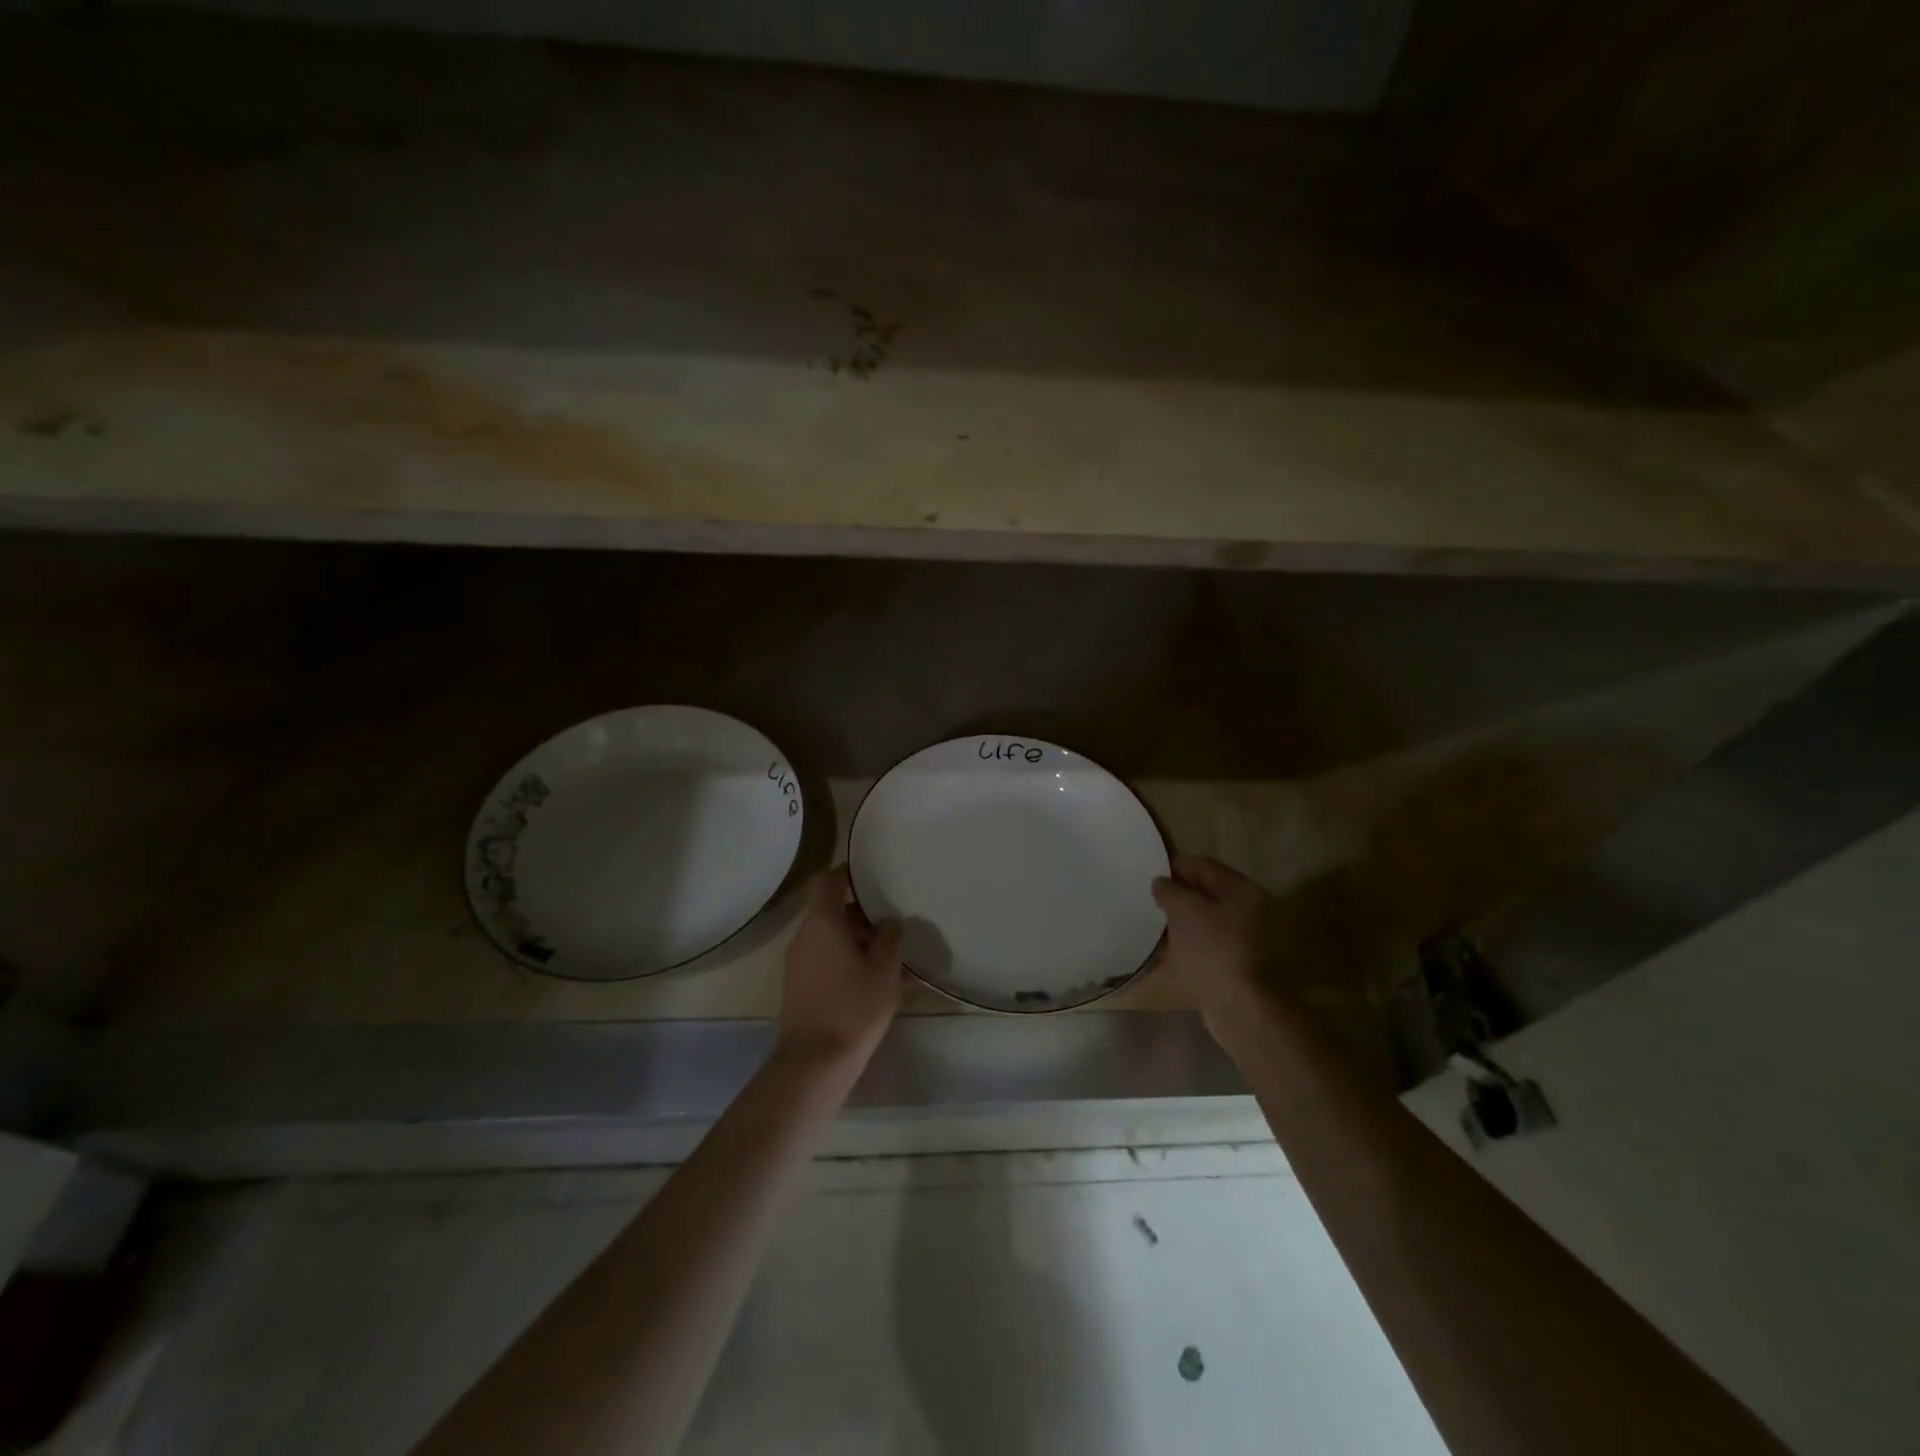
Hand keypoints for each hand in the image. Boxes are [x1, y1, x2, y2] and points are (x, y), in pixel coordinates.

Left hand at [778, 865, 904, 1071]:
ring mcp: (798, 964)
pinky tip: (875, 984)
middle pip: (832, 913)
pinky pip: (826, 963)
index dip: (846, 872)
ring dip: (857, 943)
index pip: (827, 881)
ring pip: (830, 940)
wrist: (814, 1062)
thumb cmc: (854, 1007)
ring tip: (891, 959)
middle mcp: (804, 937)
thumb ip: (890, 938)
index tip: (868, 873)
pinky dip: (847, 963)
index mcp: (823, 923)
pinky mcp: (799, 988)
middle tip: (892, 926)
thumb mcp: (884, 969)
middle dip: (862, 917)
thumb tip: (889, 921)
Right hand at [1152, 855, 1283, 1045]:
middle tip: (1149, 898)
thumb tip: (1161, 882)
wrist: (1241, 1007)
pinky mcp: (1236, 965)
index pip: (1204, 866)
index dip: (1176, 866)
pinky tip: (1166, 950)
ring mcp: (1245, 940)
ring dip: (1181, 921)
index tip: (1149, 872)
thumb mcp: (1184, 911)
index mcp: (1242, 890)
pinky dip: (1187, 944)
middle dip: (1178, 894)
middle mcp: (1249, 911)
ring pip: (1205, 921)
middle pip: (1207, 893)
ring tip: (1153, 924)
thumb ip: (1169, 891)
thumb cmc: (1213, 949)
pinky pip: (1206, 945)